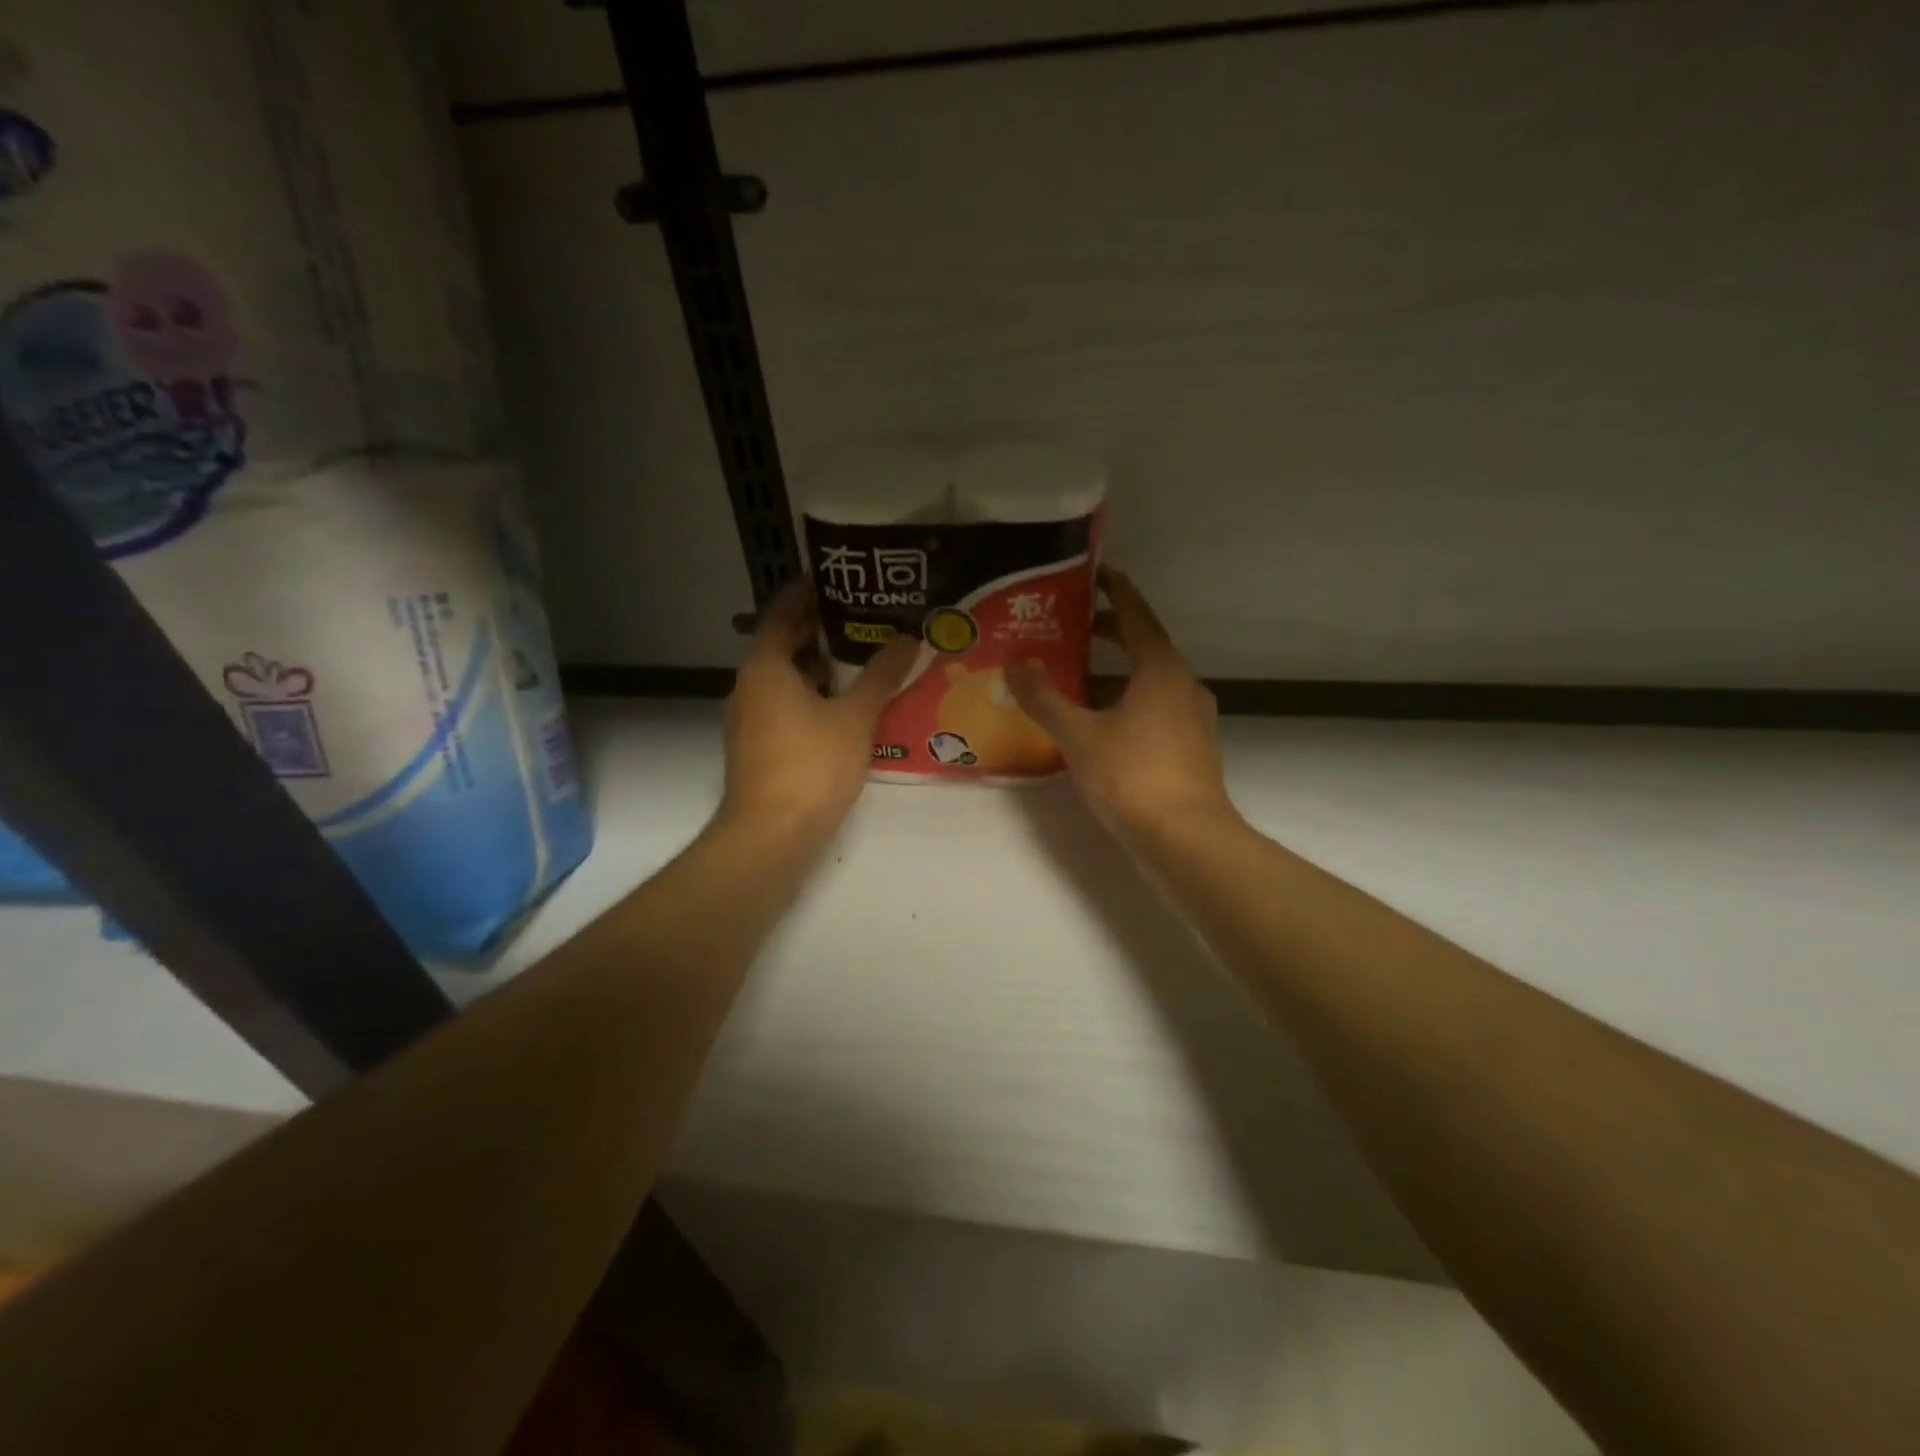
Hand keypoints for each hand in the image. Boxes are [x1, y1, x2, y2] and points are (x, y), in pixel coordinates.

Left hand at [719, 579, 916, 837]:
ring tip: (860, 655)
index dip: (804, 593)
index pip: (781, 614)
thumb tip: (909, 637)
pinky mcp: (759, 749)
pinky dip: (812, 696)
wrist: (771, 834)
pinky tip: (846, 705)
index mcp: (765, 668)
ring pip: (785, 679)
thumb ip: (881, 675)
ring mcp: (750, 721)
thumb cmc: (811, 764)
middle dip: (816, 628)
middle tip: (859, 614)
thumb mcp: (855, 716)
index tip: (832, 577)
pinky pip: (786, 707)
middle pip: (782, 646)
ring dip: (817, 665)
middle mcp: (749, 687)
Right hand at [1008, 567, 1237, 840]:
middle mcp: (1183, 685)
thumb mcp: (1079, 735)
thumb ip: (1044, 699)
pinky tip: (1097, 725)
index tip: (1093, 572)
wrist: (1187, 840)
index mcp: (1161, 669)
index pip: (1136, 614)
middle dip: (1108, 635)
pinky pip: (1154, 710)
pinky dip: (1125, 704)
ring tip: (1073, 680)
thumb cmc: (1133, 776)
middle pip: (1144, 647)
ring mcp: (1191, 719)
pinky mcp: (1190, 749)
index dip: (1114, 590)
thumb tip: (1016, 665)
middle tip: (1069, 628)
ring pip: (1148, 683)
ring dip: (1114, 676)